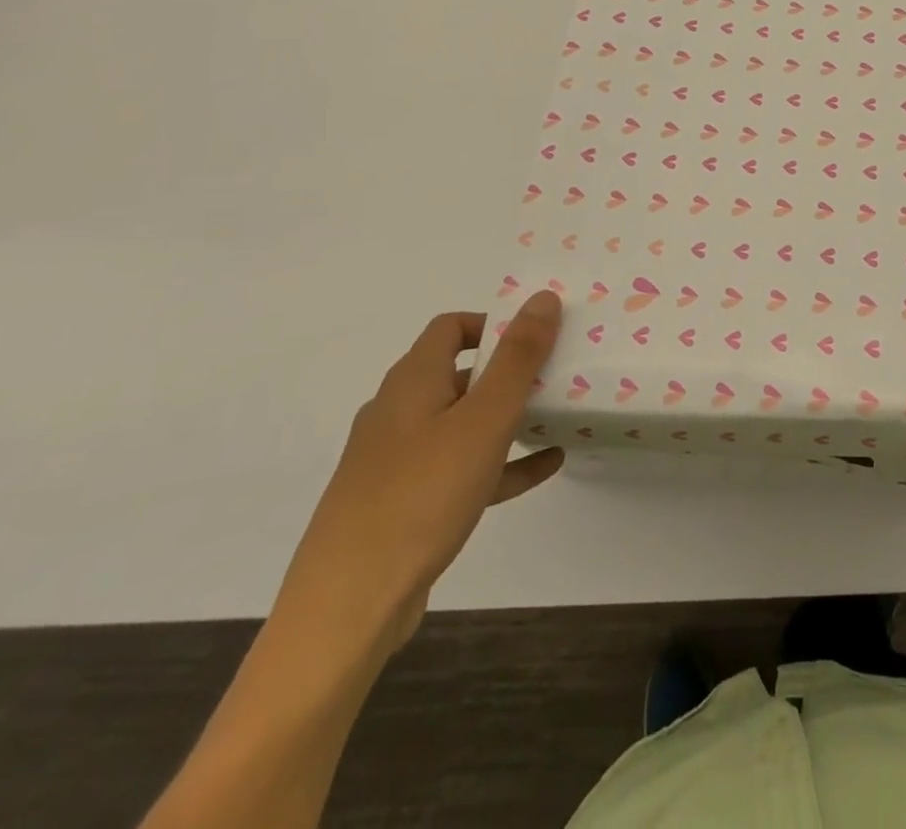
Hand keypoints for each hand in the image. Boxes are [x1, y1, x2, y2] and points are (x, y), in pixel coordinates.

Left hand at [274, 292, 565, 656]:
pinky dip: (500, 462)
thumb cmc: (422, 495)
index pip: (451, 328)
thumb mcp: (485, 419)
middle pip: (459, 374)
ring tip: (556, 418)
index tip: (537, 338)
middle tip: (556, 376)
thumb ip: (518, 357)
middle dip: (508, 372)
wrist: (349, 606)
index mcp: (412, 382)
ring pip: (461, 423)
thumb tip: (543, 297)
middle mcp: (398, 412)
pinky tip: (545, 467)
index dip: (495, 324)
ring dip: (507, 417)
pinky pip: (460, 468)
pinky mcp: (403, 503)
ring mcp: (396, 461)